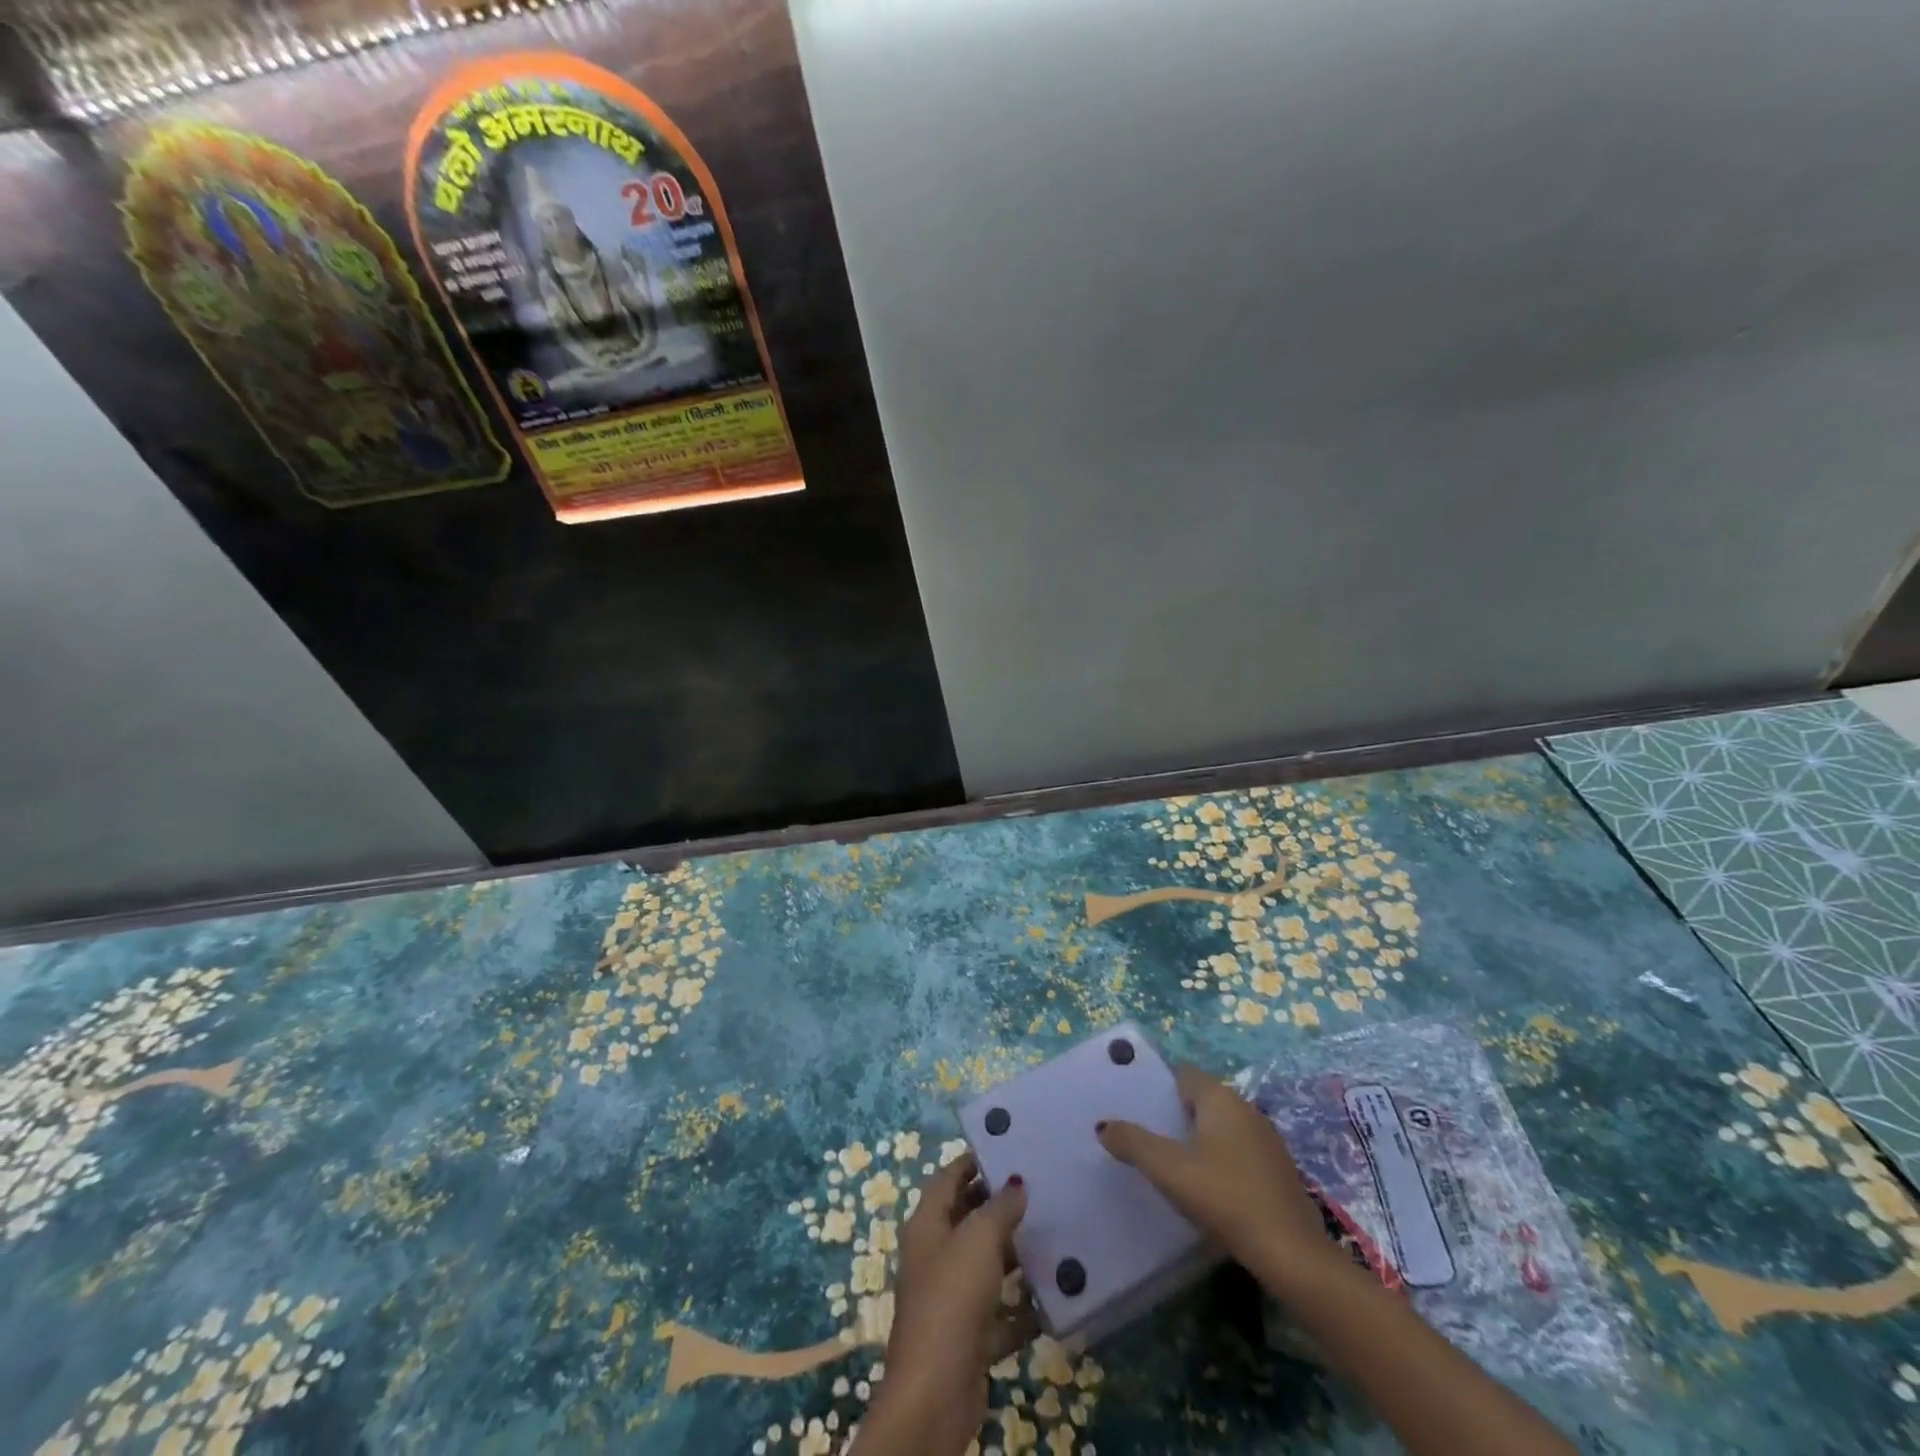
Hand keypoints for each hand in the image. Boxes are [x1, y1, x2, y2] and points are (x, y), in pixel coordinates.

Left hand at [855, 1153, 1034, 1454]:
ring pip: (986, 1264)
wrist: (936, 1393)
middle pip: (967, 1218)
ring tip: (1054, 1232)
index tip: (1006, 1147)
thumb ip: (999, 1207)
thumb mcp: (978, 1240)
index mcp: (927, 1224)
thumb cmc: (952, 1299)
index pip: (948, 1179)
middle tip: (1038, 1186)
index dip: (972, 1161)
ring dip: (1015, 1253)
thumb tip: (1016, 1183)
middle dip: (998, 1204)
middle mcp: (936, 1255)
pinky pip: (1001, 1311)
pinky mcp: (970, 1336)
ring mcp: (952, 1298)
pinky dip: (1023, 1304)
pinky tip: (1054, 1294)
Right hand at [1096, 1065, 1337, 1291]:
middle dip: (1175, 1113)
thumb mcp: (1168, 1169)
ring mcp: (1267, 1138)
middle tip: (1147, 1135)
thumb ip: (1133, 1142)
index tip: (1136, 1104)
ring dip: (1198, 1138)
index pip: (1183, 1074)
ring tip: (1172, 1162)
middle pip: (1201, 1099)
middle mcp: (1246, 1107)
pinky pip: (1239, 1150)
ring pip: (1221, 1126)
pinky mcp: (1278, 1169)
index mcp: (1220, 1097)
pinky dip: (1220, 1159)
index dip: (1158, 1085)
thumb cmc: (1224, 1196)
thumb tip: (1103, 1126)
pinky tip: (1208, 1186)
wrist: (1291, 1253)